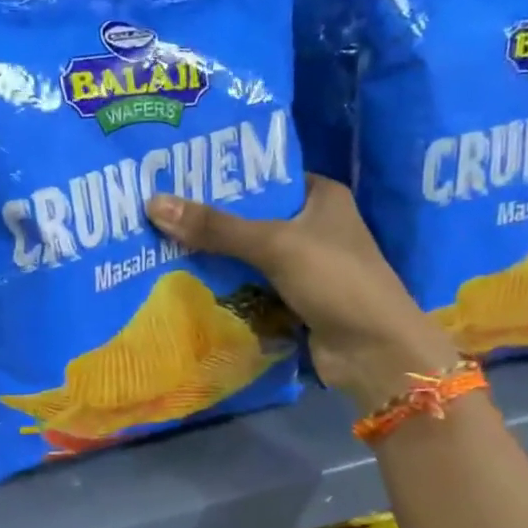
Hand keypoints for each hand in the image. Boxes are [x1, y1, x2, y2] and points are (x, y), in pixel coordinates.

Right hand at [146, 177, 457, 411]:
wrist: (374, 352)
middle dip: (210, 219)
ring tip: (159, 242)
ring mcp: (303, 266)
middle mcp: (313, 226)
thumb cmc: (335, 281)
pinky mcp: (293, 300)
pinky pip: (250, 285)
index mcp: (321, 196)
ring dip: (213, 255)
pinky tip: (184, 280)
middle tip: (158, 210)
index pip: (265, 175)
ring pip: (247, 254)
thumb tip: (153, 204)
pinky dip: (225, 286)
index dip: (224, 176)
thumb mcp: (274, 244)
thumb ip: (216, 227)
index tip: (177, 174)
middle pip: (251, 216)